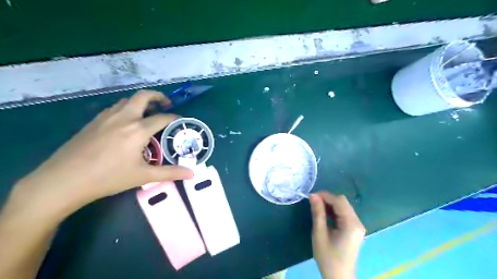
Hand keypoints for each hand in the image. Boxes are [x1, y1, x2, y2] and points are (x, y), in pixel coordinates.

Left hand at [14, 90, 192, 218]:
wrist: (64, 180)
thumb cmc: (108, 178)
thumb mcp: (143, 176)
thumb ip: (170, 172)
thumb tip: (192, 174)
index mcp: (138, 130)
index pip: (163, 117)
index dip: (174, 117)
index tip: (180, 121)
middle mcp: (124, 118)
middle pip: (143, 96)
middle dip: (158, 96)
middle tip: (165, 104)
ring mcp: (106, 117)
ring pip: (127, 100)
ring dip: (141, 102)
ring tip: (147, 114)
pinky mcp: (94, 121)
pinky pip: (115, 107)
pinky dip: (127, 108)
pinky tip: (126, 123)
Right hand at [309, 192, 363, 278]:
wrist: (339, 277)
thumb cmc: (328, 257)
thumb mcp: (319, 234)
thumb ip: (318, 213)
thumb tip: (313, 195)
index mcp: (351, 224)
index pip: (339, 201)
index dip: (325, 195)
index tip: (311, 196)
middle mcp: (357, 222)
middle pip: (343, 202)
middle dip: (327, 199)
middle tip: (313, 203)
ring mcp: (357, 226)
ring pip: (343, 207)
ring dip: (330, 205)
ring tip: (317, 208)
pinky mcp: (354, 229)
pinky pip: (344, 214)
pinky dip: (334, 211)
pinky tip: (325, 215)